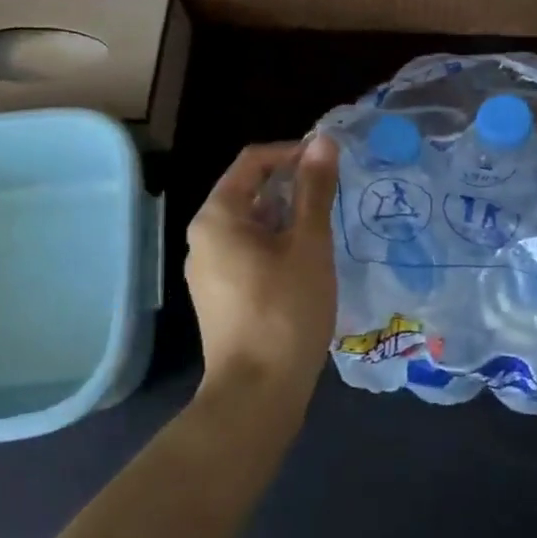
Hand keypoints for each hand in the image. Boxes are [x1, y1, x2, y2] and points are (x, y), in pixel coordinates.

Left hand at [185, 137, 339, 415]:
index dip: (291, 153)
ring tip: (325, 225)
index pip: (253, 161)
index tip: (328, 162)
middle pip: (250, 191)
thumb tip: (322, 141)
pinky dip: (276, 244)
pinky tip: (307, 261)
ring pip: (251, 224)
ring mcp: (208, 269)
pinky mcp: (219, 296)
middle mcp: (204, 237)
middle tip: (332, 193)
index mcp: (217, 216)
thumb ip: (315, 189)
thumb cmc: (284, 310)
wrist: (255, 396)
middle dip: (292, 186)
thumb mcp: (308, 243)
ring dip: (287, 216)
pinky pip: (248, 252)